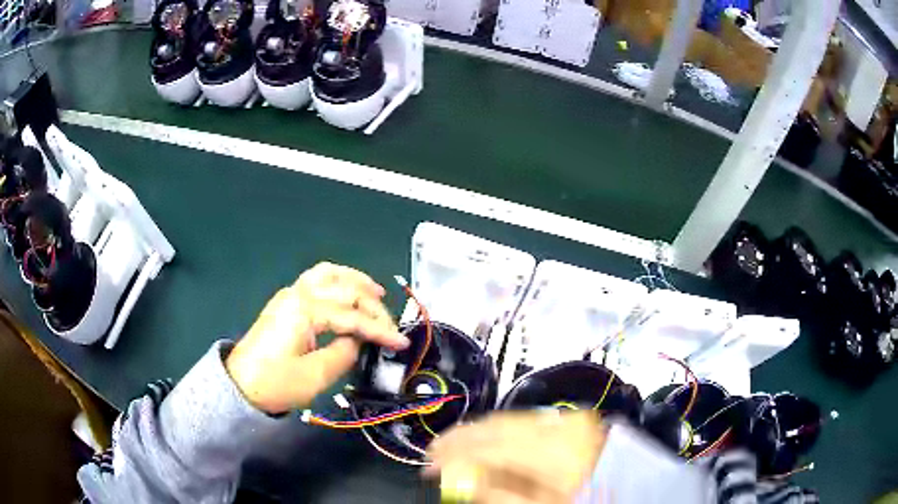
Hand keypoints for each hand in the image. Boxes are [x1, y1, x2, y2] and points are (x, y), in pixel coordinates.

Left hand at [226, 262, 408, 413]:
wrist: (240, 385)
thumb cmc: (276, 384)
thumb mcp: (316, 376)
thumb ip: (344, 352)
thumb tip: (358, 339)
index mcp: (305, 311)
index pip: (352, 316)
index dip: (379, 330)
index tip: (401, 343)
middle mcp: (298, 294)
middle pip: (344, 290)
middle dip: (372, 306)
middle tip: (390, 326)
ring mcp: (290, 294)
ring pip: (328, 273)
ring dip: (355, 280)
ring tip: (376, 292)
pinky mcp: (287, 302)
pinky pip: (317, 280)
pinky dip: (338, 281)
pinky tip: (348, 292)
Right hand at [425, 411, 606, 503]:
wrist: (619, 488)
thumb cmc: (583, 499)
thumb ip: (498, 494)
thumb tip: (457, 480)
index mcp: (559, 455)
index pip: (493, 448)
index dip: (455, 456)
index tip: (430, 465)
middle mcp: (562, 430)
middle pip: (498, 428)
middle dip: (460, 439)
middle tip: (433, 452)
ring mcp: (567, 423)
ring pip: (508, 421)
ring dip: (475, 432)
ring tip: (451, 445)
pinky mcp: (567, 424)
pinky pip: (523, 422)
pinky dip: (497, 430)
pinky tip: (482, 438)